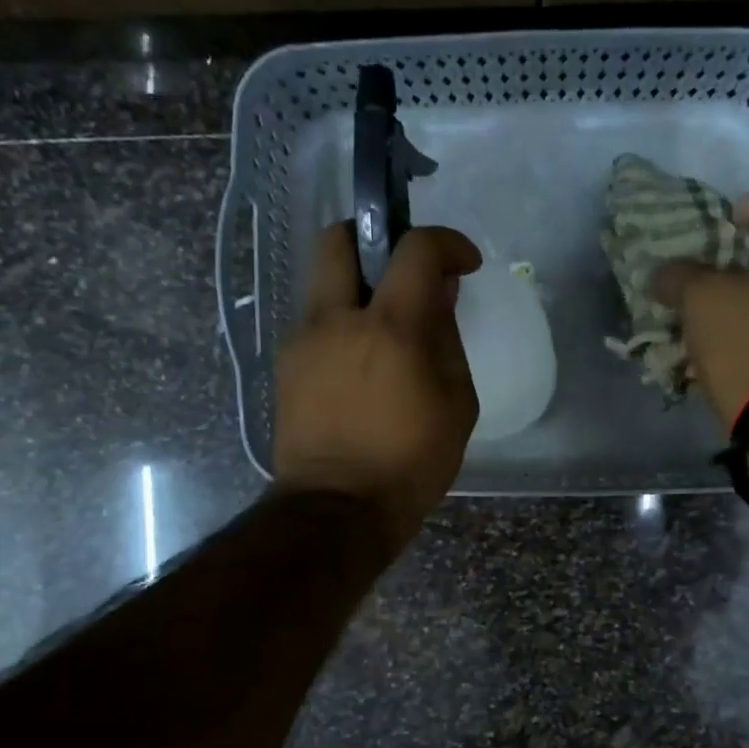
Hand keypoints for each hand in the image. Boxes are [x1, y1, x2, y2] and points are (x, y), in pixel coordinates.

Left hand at [272, 222, 482, 549]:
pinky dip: (341, 325)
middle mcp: (336, 320)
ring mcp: (302, 340)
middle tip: (402, 272)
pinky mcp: (285, 366)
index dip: (446, 243)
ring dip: (357, 288)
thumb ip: (447, 341)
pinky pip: (316, 323)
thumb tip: (439, 296)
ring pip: (323, 282)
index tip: (463, 263)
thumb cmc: (410, 464)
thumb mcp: (456, 406)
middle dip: (374, 237)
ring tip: (384, 332)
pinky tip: (359, 367)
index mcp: (390, 328)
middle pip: (339, 238)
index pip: (415, 249)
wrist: (338, 510)